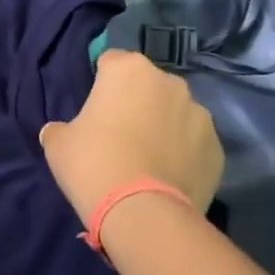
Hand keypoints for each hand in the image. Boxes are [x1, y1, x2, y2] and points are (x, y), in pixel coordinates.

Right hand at [40, 50, 223, 222]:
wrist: (143, 213)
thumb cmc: (94, 164)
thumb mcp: (58, 144)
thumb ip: (60, 129)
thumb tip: (57, 131)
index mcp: (129, 69)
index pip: (110, 61)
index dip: (101, 83)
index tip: (94, 108)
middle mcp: (169, 82)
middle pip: (147, 85)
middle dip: (137, 102)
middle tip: (119, 134)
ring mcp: (199, 114)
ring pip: (175, 113)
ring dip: (163, 125)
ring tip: (148, 158)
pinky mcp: (217, 148)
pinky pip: (194, 143)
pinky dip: (184, 153)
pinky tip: (167, 176)